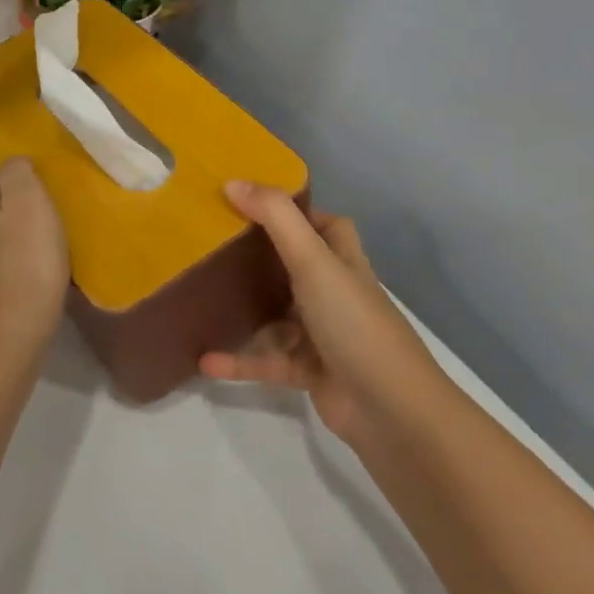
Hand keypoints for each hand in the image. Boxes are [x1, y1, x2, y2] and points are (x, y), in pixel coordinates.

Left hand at [0, 148, 69, 342]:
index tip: (11, 127)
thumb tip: (11, 161)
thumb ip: (16, 169)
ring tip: (44, 189)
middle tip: (37, 155)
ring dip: (11, 197)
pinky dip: (15, 224)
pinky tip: (40, 229)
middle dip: (2, 166)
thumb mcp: (27, 199)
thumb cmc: (24, 256)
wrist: (15, 329)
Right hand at [200, 183, 437, 445]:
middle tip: (214, 240)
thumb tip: (232, 181)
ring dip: (243, 308)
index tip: (250, 202)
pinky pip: (267, 359)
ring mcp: (322, 334)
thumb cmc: (353, 323)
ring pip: (276, 313)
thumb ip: (275, 218)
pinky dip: (239, 359)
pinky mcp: (309, 371)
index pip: (325, 225)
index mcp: (342, 261)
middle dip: (259, 254)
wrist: (392, 412)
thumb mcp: (313, 261)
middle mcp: (334, 292)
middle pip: (295, 264)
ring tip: (201, 294)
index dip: (296, 211)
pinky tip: (204, 359)